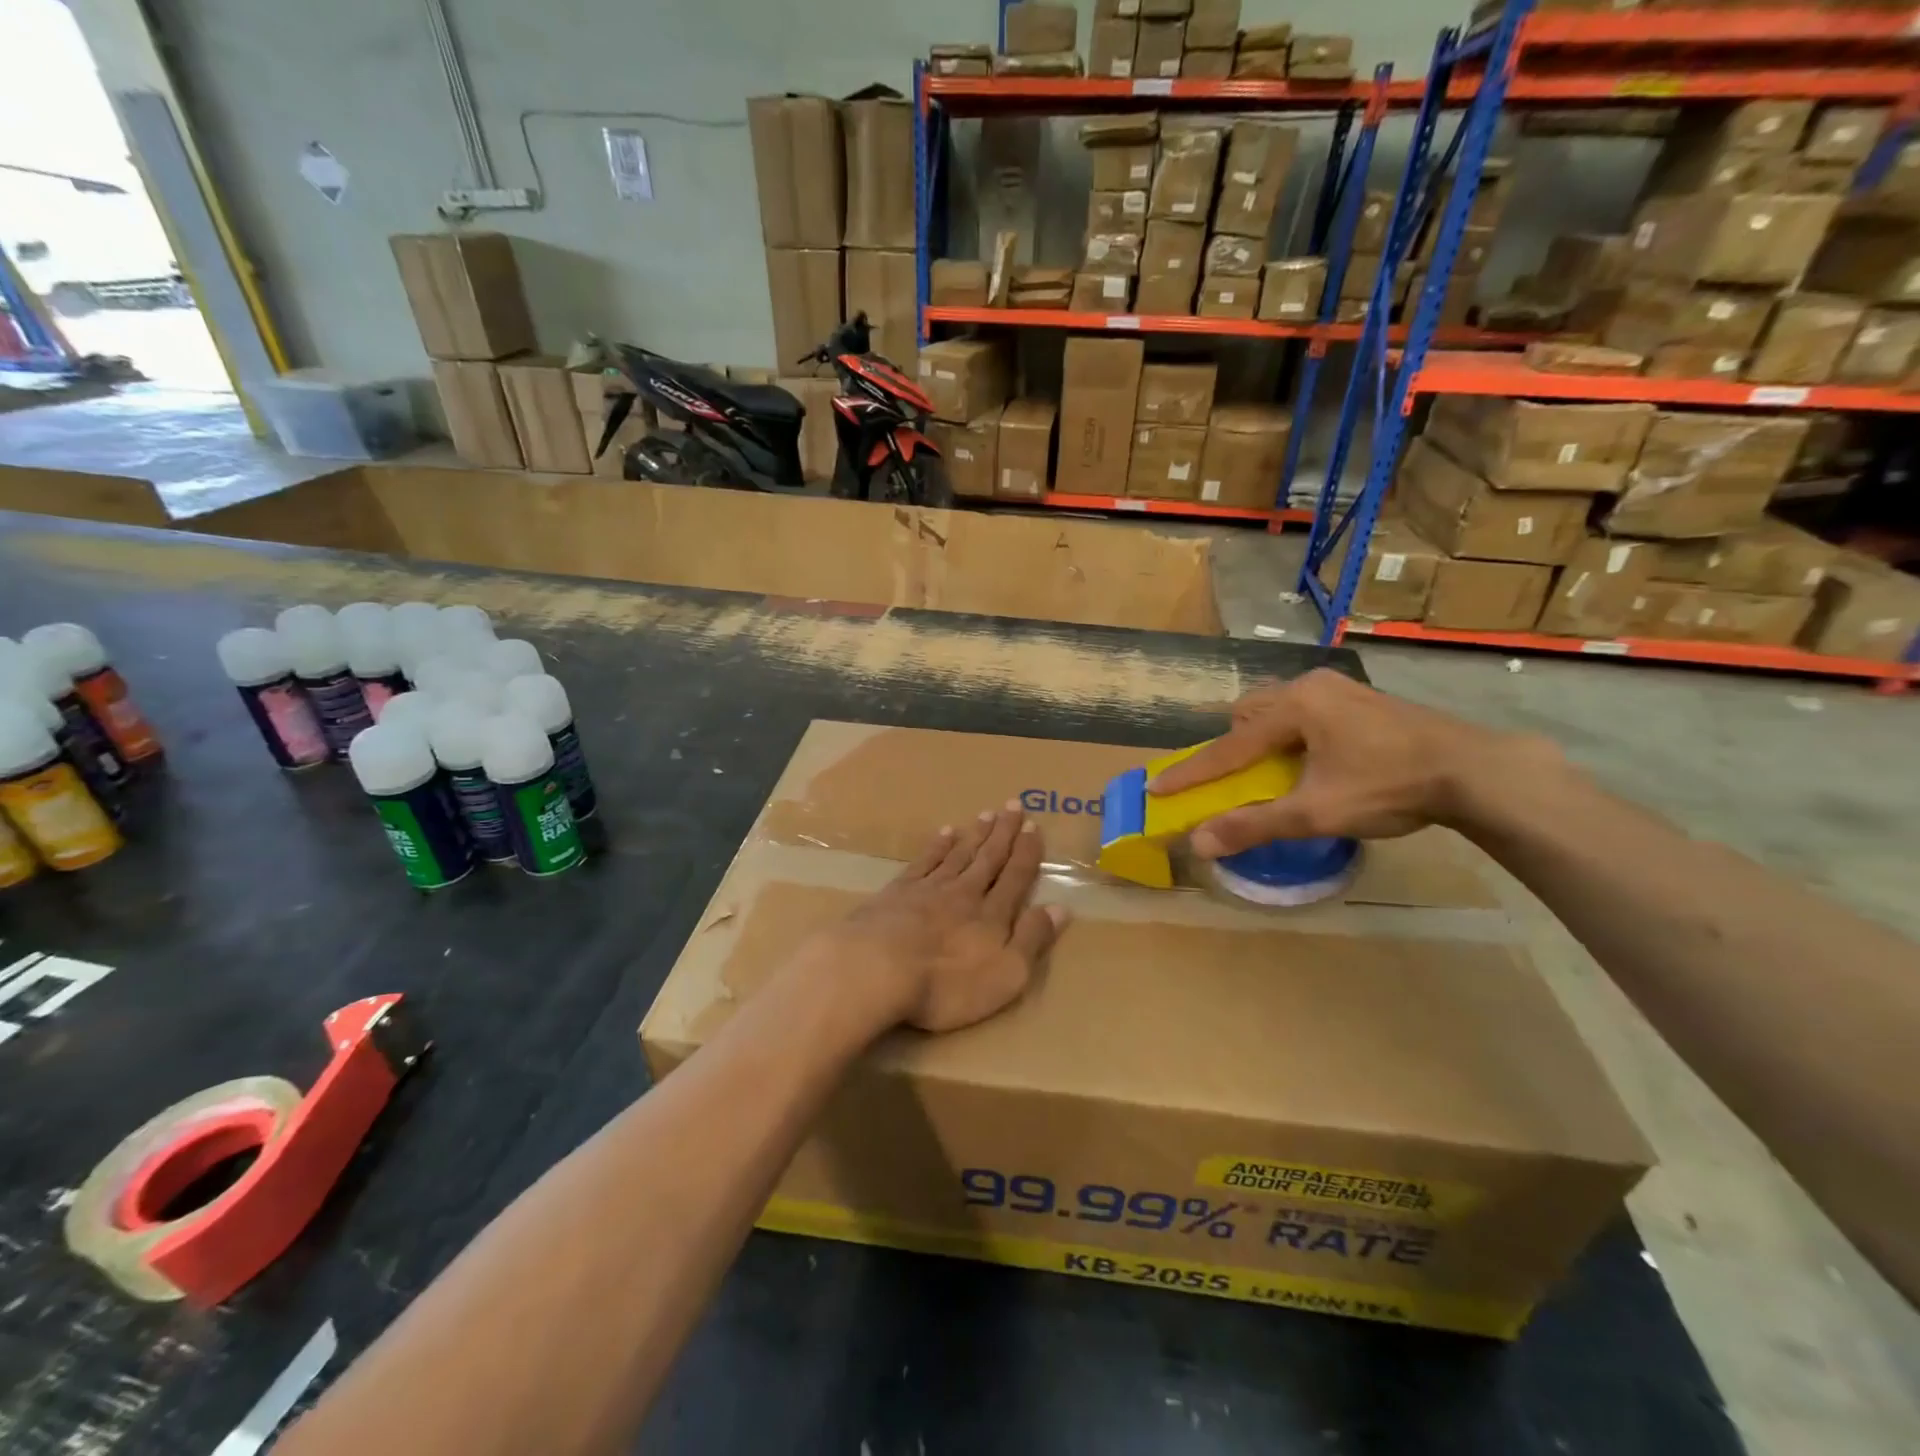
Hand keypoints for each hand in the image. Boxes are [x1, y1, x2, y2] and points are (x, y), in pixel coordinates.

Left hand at [828, 805, 1068, 1033]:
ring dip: (974, 835)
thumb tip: (1061, 908)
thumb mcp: (1006, 974)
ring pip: (958, 854)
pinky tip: (944, 834)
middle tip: (1013, 805)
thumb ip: (1032, 939)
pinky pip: (924, 862)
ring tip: (985, 814)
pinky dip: (937, 847)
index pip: (1015, 876)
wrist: (876, 968)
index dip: (1026, 852)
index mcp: (992, 914)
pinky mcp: (897, 893)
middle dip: (1003, 833)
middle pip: (988, 858)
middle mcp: (964, 893)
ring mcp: (928, 889)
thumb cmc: (947, 983)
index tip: (1034, 826)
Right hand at [1148, 669, 1557, 856]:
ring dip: (1265, 739)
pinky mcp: (1362, 699)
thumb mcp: (1316, 812)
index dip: (1191, 773)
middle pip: (1250, 714)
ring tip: (1277, 772)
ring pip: (1279, 709)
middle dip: (1234, 746)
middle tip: (1238, 779)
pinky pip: (1306, 712)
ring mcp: (1340, 689)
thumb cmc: (1389, 786)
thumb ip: (1254, 825)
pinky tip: (1316, 761)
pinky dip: (1293, 736)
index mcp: (1294, 706)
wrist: (1476, 771)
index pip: (1227, 746)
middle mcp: (1311, 686)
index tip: (1156, 789)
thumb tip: (1199, 842)